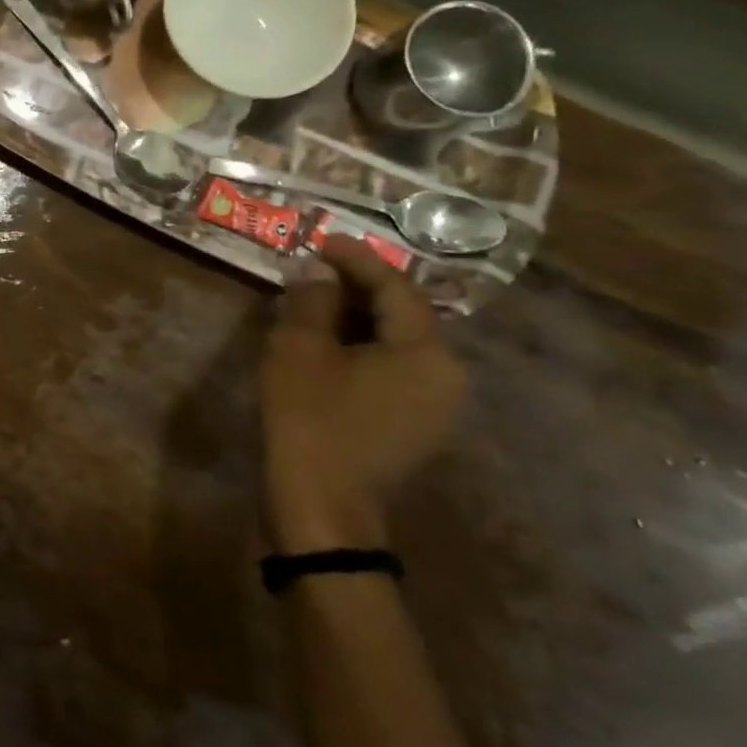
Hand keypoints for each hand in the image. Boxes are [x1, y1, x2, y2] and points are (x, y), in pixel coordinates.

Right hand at [260, 237, 466, 552]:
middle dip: (356, 288)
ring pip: (396, 344)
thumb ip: (312, 301)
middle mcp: (447, 376)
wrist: (321, 507)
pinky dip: (360, 349)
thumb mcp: (299, 350)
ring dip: (355, 319)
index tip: (321, 239)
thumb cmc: (310, 420)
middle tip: (312, 270)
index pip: (396, 288)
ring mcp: (435, 407)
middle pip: (403, 315)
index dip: (357, 259)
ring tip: (311, 304)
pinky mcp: (414, 428)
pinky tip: (324, 346)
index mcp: (427, 353)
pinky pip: (392, 370)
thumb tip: (316, 269)